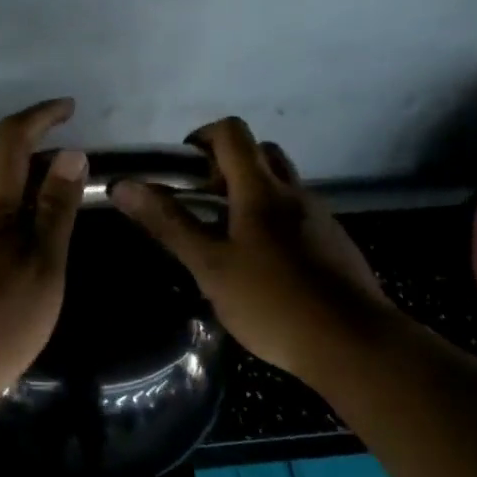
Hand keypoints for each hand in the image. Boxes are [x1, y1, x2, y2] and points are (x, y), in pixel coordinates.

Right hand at [110, 117, 385, 380]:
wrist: (352, 343)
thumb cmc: (272, 303)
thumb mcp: (210, 267)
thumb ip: (168, 224)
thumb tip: (124, 186)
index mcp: (261, 190)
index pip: (232, 133)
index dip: (201, 138)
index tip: (181, 172)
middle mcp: (294, 193)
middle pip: (259, 154)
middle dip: (225, 168)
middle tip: (202, 205)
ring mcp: (319, 217)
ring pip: (280, 185)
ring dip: (250, 194)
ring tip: (226, 239)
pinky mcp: (334, 243)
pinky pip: (297, 215)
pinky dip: (272, 221)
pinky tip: (262, 266)